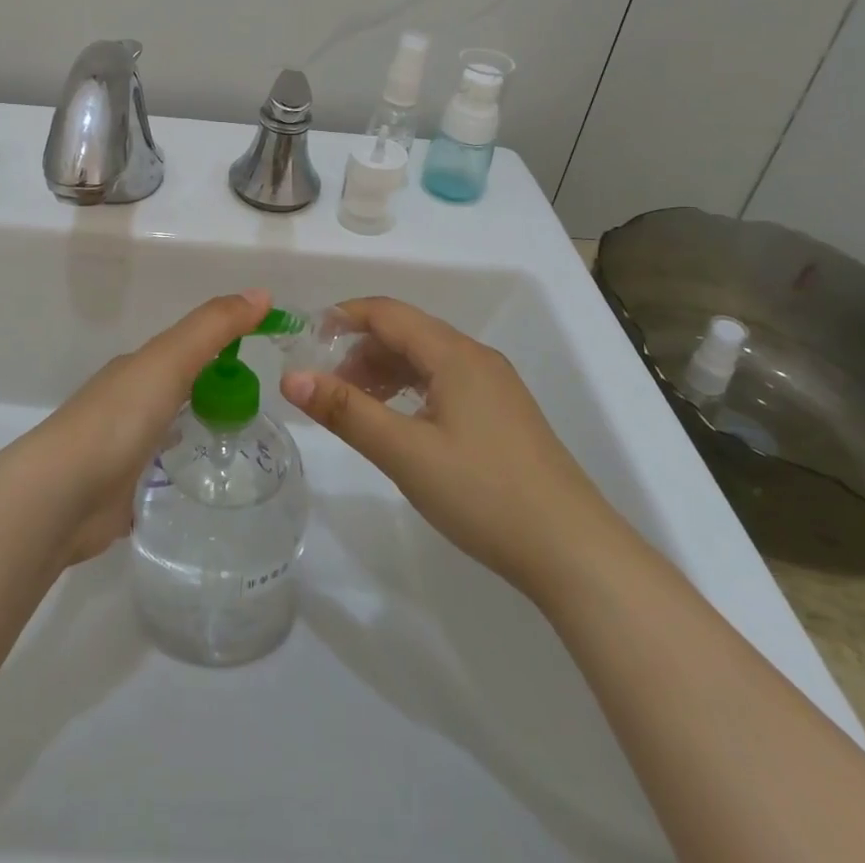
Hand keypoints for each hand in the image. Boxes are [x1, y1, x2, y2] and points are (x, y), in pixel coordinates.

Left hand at [34, 289, 270, 563]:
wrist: (61, 496)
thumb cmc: (118, 418)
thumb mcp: (170, 360)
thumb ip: (213, 328)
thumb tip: (262, 294)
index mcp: (136, 369)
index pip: (185, 348)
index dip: (222, 346)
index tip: (261, 355)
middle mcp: (126, 403)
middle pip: (175, 387)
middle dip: (209, 388)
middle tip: (258, 404)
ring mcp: (120, 449)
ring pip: (166, 429)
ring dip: (193, 427)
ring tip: (239, 443)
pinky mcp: (120, 492)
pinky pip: (158, 472)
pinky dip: (179, 470)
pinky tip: (201, 482)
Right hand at [280, 297, 624, 597]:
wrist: (574, 552)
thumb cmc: (483, 493)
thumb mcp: (404, 452)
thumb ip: (346, 411)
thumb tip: (291, 378)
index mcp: (455, 355)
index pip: (388, 313)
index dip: (343, 316)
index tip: (306, 338)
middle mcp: (476, 358)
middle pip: (407, 333)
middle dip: (360, 348)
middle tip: (326, 384)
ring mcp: (495, 387)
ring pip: (427, 359)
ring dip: (384, 371)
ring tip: (355, 405)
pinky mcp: (503, 415)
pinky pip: (445, 382)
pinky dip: (411, 390)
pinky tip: (399, 422)